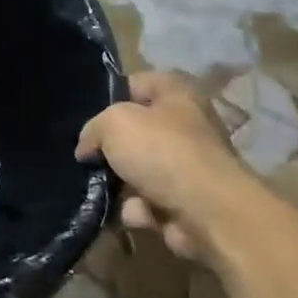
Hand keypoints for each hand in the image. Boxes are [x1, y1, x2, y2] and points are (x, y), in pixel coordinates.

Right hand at [76, 71, 258, 265]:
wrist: (210, 213)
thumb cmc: (162, 152)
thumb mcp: (114, 124)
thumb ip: (93, 129)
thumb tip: (87, 148)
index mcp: (177, 93)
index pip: (137, 83)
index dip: (111, 97)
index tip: (89, 118)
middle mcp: (187, 125)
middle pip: (137, 132)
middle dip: (112, 149)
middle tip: (90, 158)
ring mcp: (190, 167)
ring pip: (139, 171)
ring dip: (121, 185)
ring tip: (106, 191)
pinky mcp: (188, 203)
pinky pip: (150, 202)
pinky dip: (139, 210)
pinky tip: (135, 214)